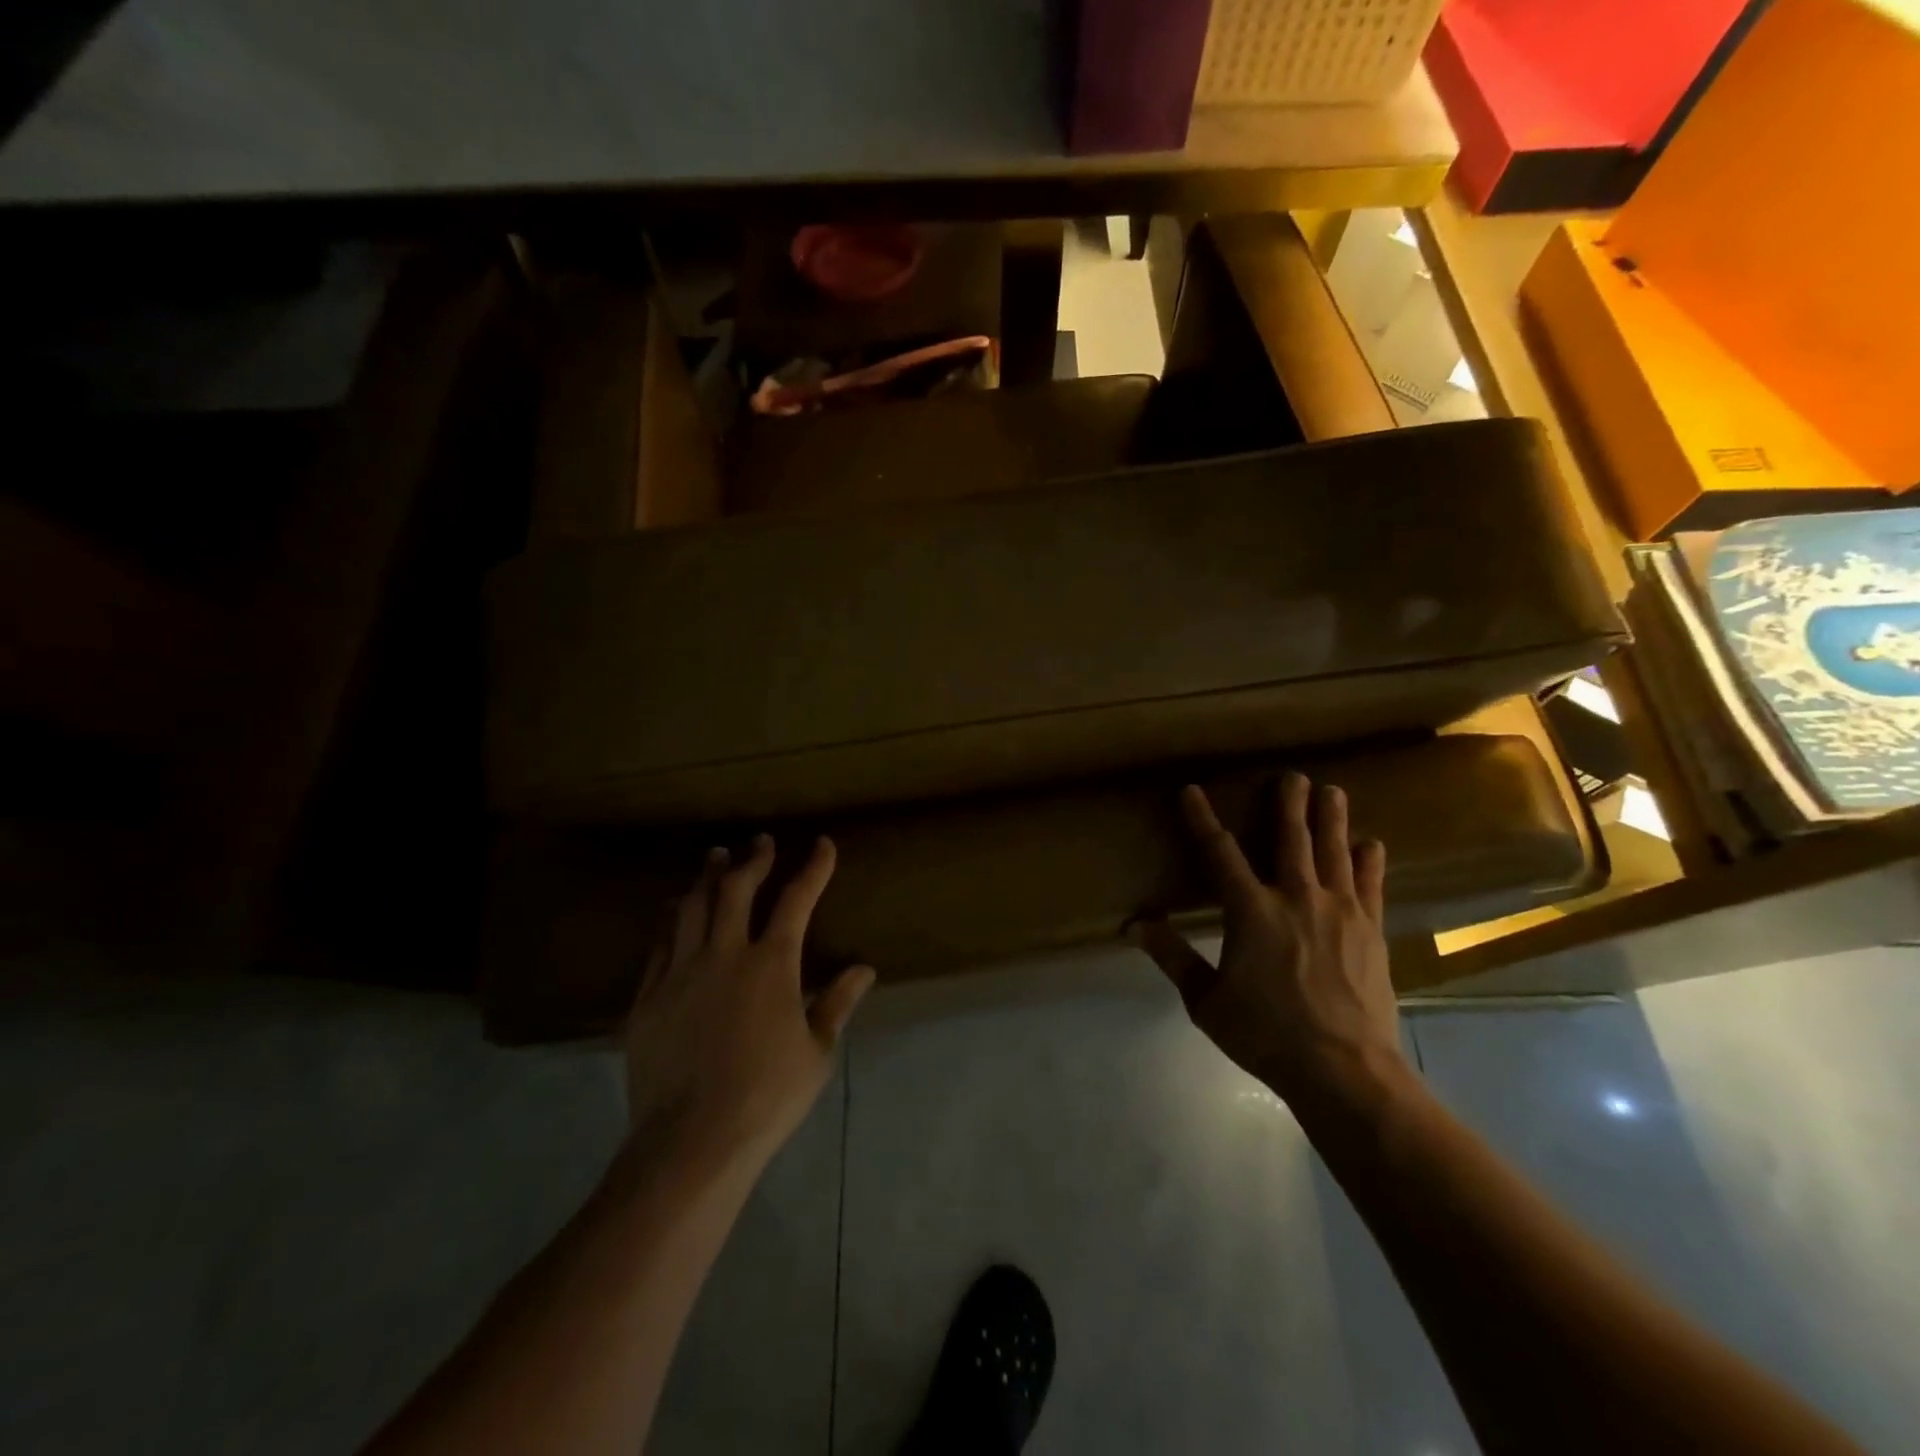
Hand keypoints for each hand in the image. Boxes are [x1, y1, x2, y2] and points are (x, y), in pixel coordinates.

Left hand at [623, 834, 874, 1173]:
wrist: (691, 1141)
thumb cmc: (767, 1096)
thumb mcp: (816, 1052)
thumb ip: (837, 1003)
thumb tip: (864, 969)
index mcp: (771, 965)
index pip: (797, 900)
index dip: (813, 867)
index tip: (822, 844)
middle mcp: (724, 954)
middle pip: (736, 889)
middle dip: (753, 859)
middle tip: (761, 841)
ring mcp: (680, 972)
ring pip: (692, 907)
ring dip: (708, 876)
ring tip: (717, 857)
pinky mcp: (648, 996)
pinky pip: (660, 943)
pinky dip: (672, 917)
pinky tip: (675, 909)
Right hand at [1134, 773, 1405, 1105]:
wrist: (1345, 1069)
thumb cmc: (1266, 1034)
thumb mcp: (1206, 1001)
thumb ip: (1173, 958)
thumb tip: (1135, 926)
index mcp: (1251, 910)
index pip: (1220, 852)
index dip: (1202, 819)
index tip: (1192, 791)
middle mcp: (1296, 897)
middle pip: (1291, 838)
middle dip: (1289, 803)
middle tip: (1291, 775)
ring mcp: (1340, 910)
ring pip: (1334, 850)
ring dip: (1332, 818)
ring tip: (1332, 791)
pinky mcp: (1370, 929)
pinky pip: (1371, 883)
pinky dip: (1369, 860)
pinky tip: (1371, 844)